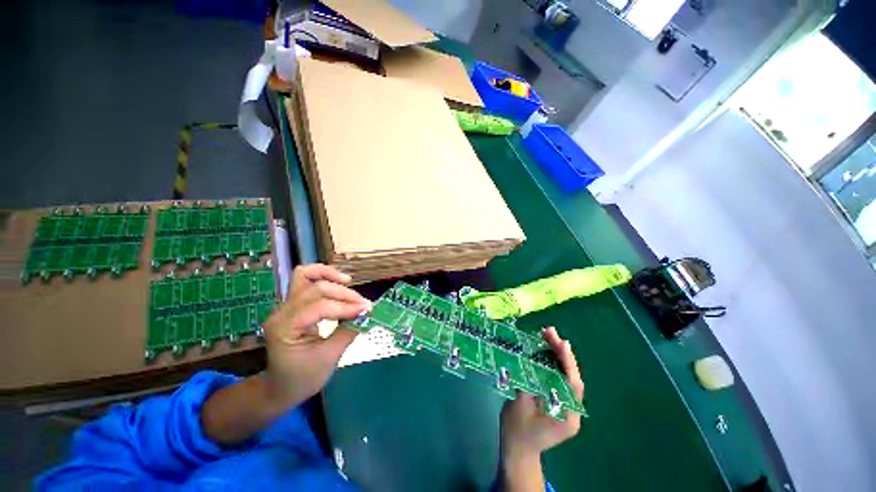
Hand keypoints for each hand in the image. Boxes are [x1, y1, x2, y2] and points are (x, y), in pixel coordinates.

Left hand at [262, 264, 371, 409]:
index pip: (318, 307)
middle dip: (344, 294)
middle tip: (364, 305)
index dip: (345, 306)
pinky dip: (324, 277)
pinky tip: (339, 282)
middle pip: (315, 288)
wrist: (280, 388)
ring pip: (306, 276)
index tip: (367, 310)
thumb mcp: (329, 358)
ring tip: (349, 282)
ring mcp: (285, 306)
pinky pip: (307, 281)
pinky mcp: (294, 304)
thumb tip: (366, 313)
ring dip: (330, 276)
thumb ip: (348, 332)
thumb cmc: (302, 378)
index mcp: (284, 328)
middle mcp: (281, 312)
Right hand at [499, 327, 583, 490]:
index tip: (560, 342)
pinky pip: (557, 379)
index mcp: (567, 416)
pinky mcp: (557, 402)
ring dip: (557, 356)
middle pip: (571, 377)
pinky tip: (543, 352)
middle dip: (562, 353)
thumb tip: (527, 359)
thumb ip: (526, 384)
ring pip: (565, 376)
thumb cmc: (517, 431)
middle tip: (549, 332)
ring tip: (547, 336)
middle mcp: (572, 410)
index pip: (573, 384)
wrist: (517, 451)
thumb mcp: (518, 407)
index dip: (568, 361)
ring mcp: (565, 406)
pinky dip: (552, 363)